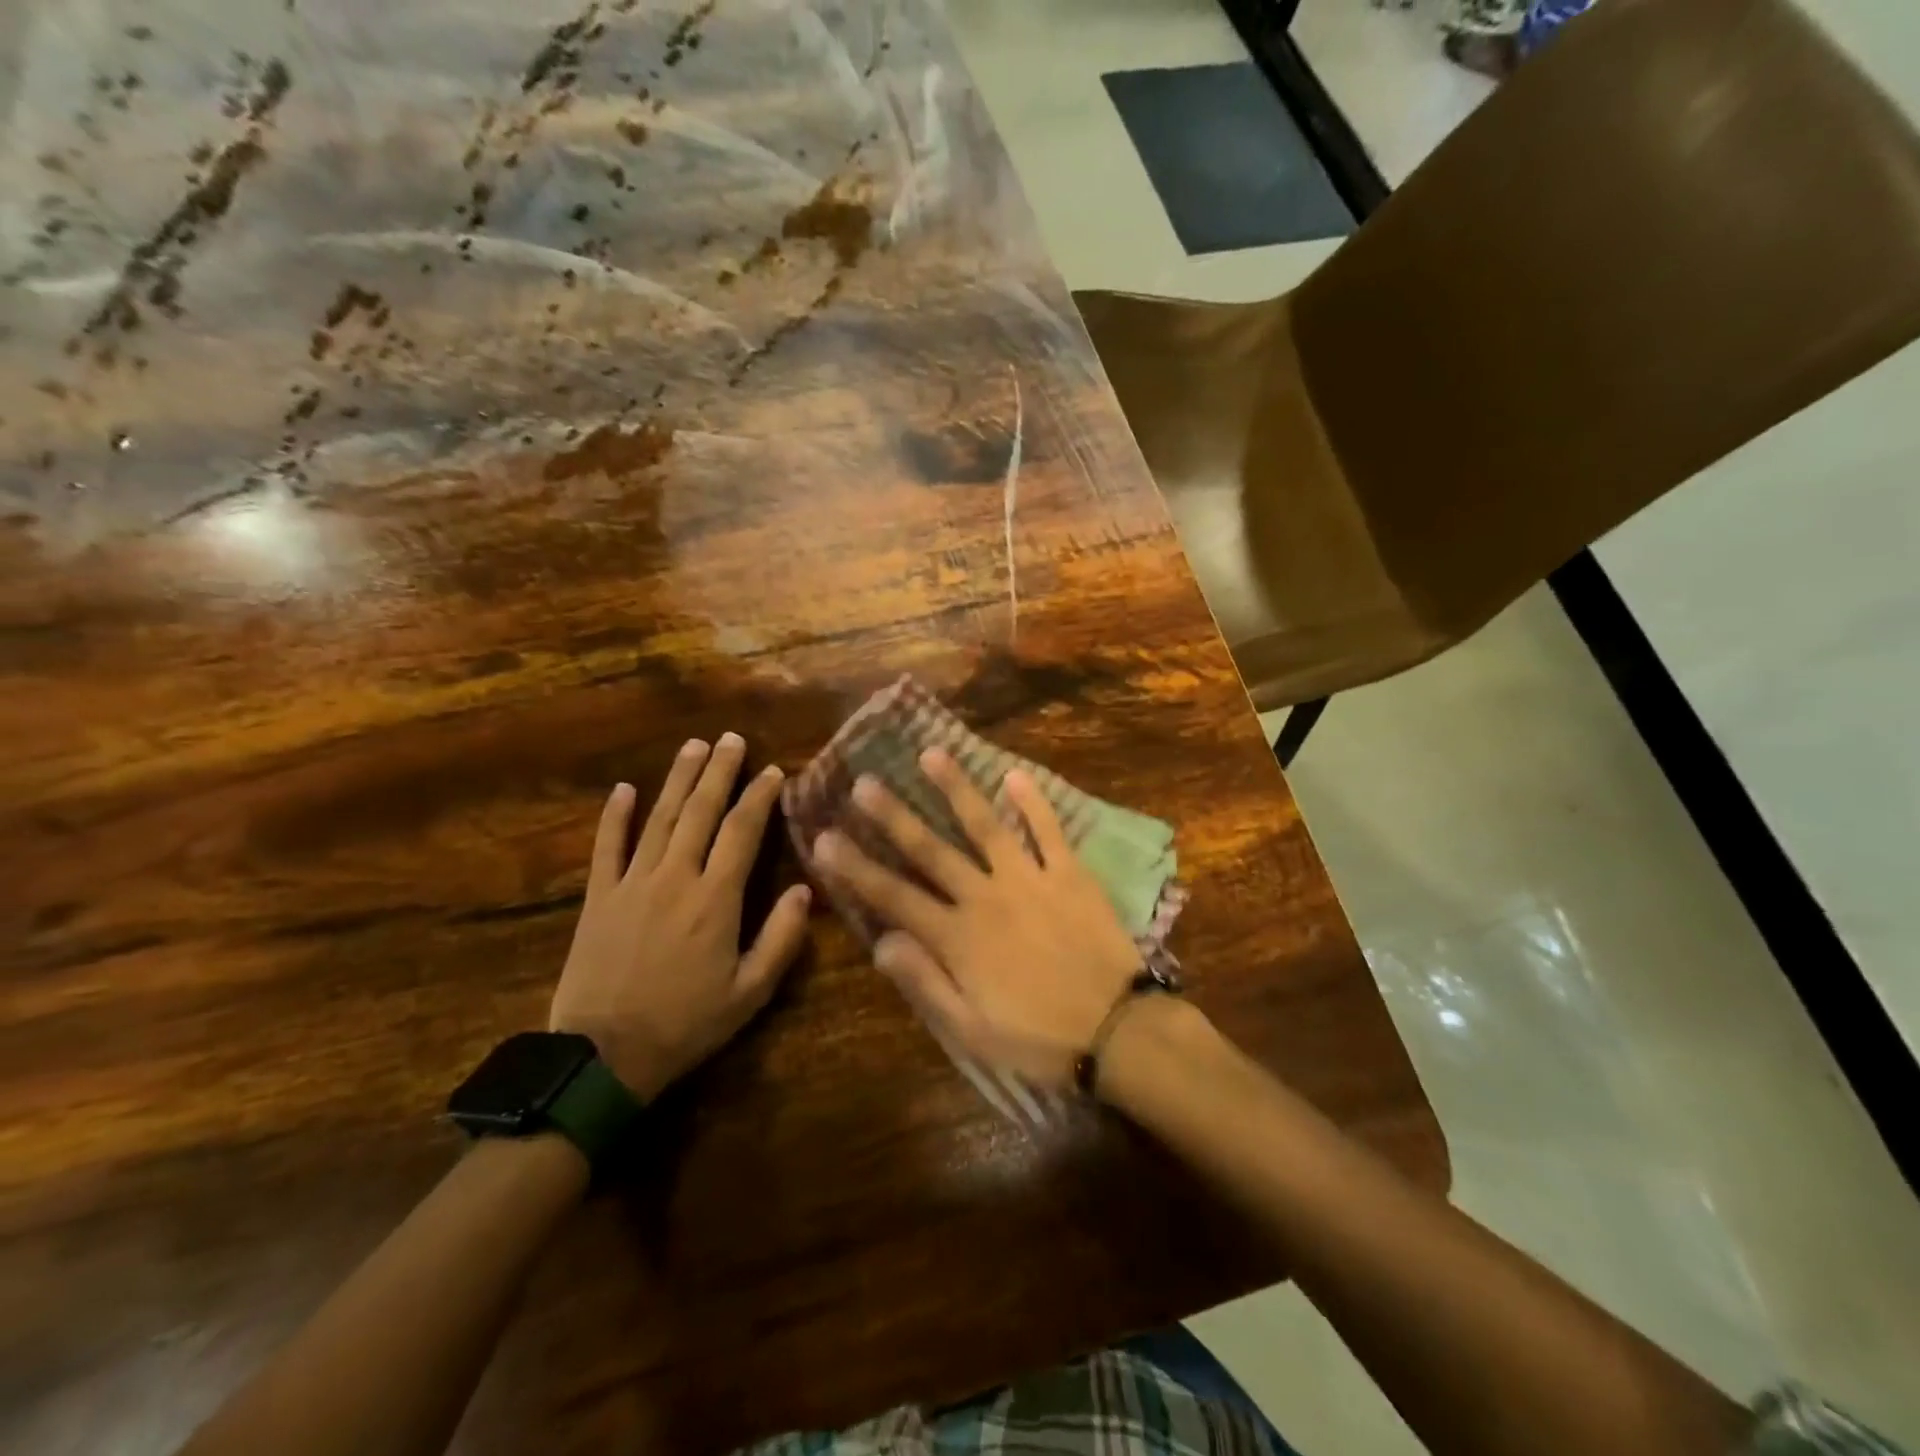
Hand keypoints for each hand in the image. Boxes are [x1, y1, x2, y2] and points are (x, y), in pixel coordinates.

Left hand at [549, 734, 811, 1099]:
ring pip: (659, 818)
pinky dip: (615, 816)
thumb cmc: (686, 1024)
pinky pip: (607, 847)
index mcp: (716, 899)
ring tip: (694, 746)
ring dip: (678, 779)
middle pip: (700, 812)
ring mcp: (632, 883)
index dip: (759, 797)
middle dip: (719, 772)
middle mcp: (676, 877)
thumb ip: (781, 938)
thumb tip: (805, 890)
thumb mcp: (750, 993)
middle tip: (732, 739)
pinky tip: (625, 788)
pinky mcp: (599, 897)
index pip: (743, 832)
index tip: (773, 771)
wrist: (604, 1056)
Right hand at [812, 749, 1142, 1087]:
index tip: (823, 838)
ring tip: (930, 754)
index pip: (894, 896)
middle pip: (931, 850)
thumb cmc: (1038, 1039)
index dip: (855, 868)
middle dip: (893, 816)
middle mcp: (986, 897)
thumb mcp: (970, 1031)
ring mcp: (1029, 879)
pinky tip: (1014, 774)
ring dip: (955, 789)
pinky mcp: (1069, 874)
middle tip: (863, 782)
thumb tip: (881, 943)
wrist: (1117, 1031)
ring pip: (985, 826)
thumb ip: (924, 983)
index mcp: (957, 938)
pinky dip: (1032, 803)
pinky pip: (1048, 831)